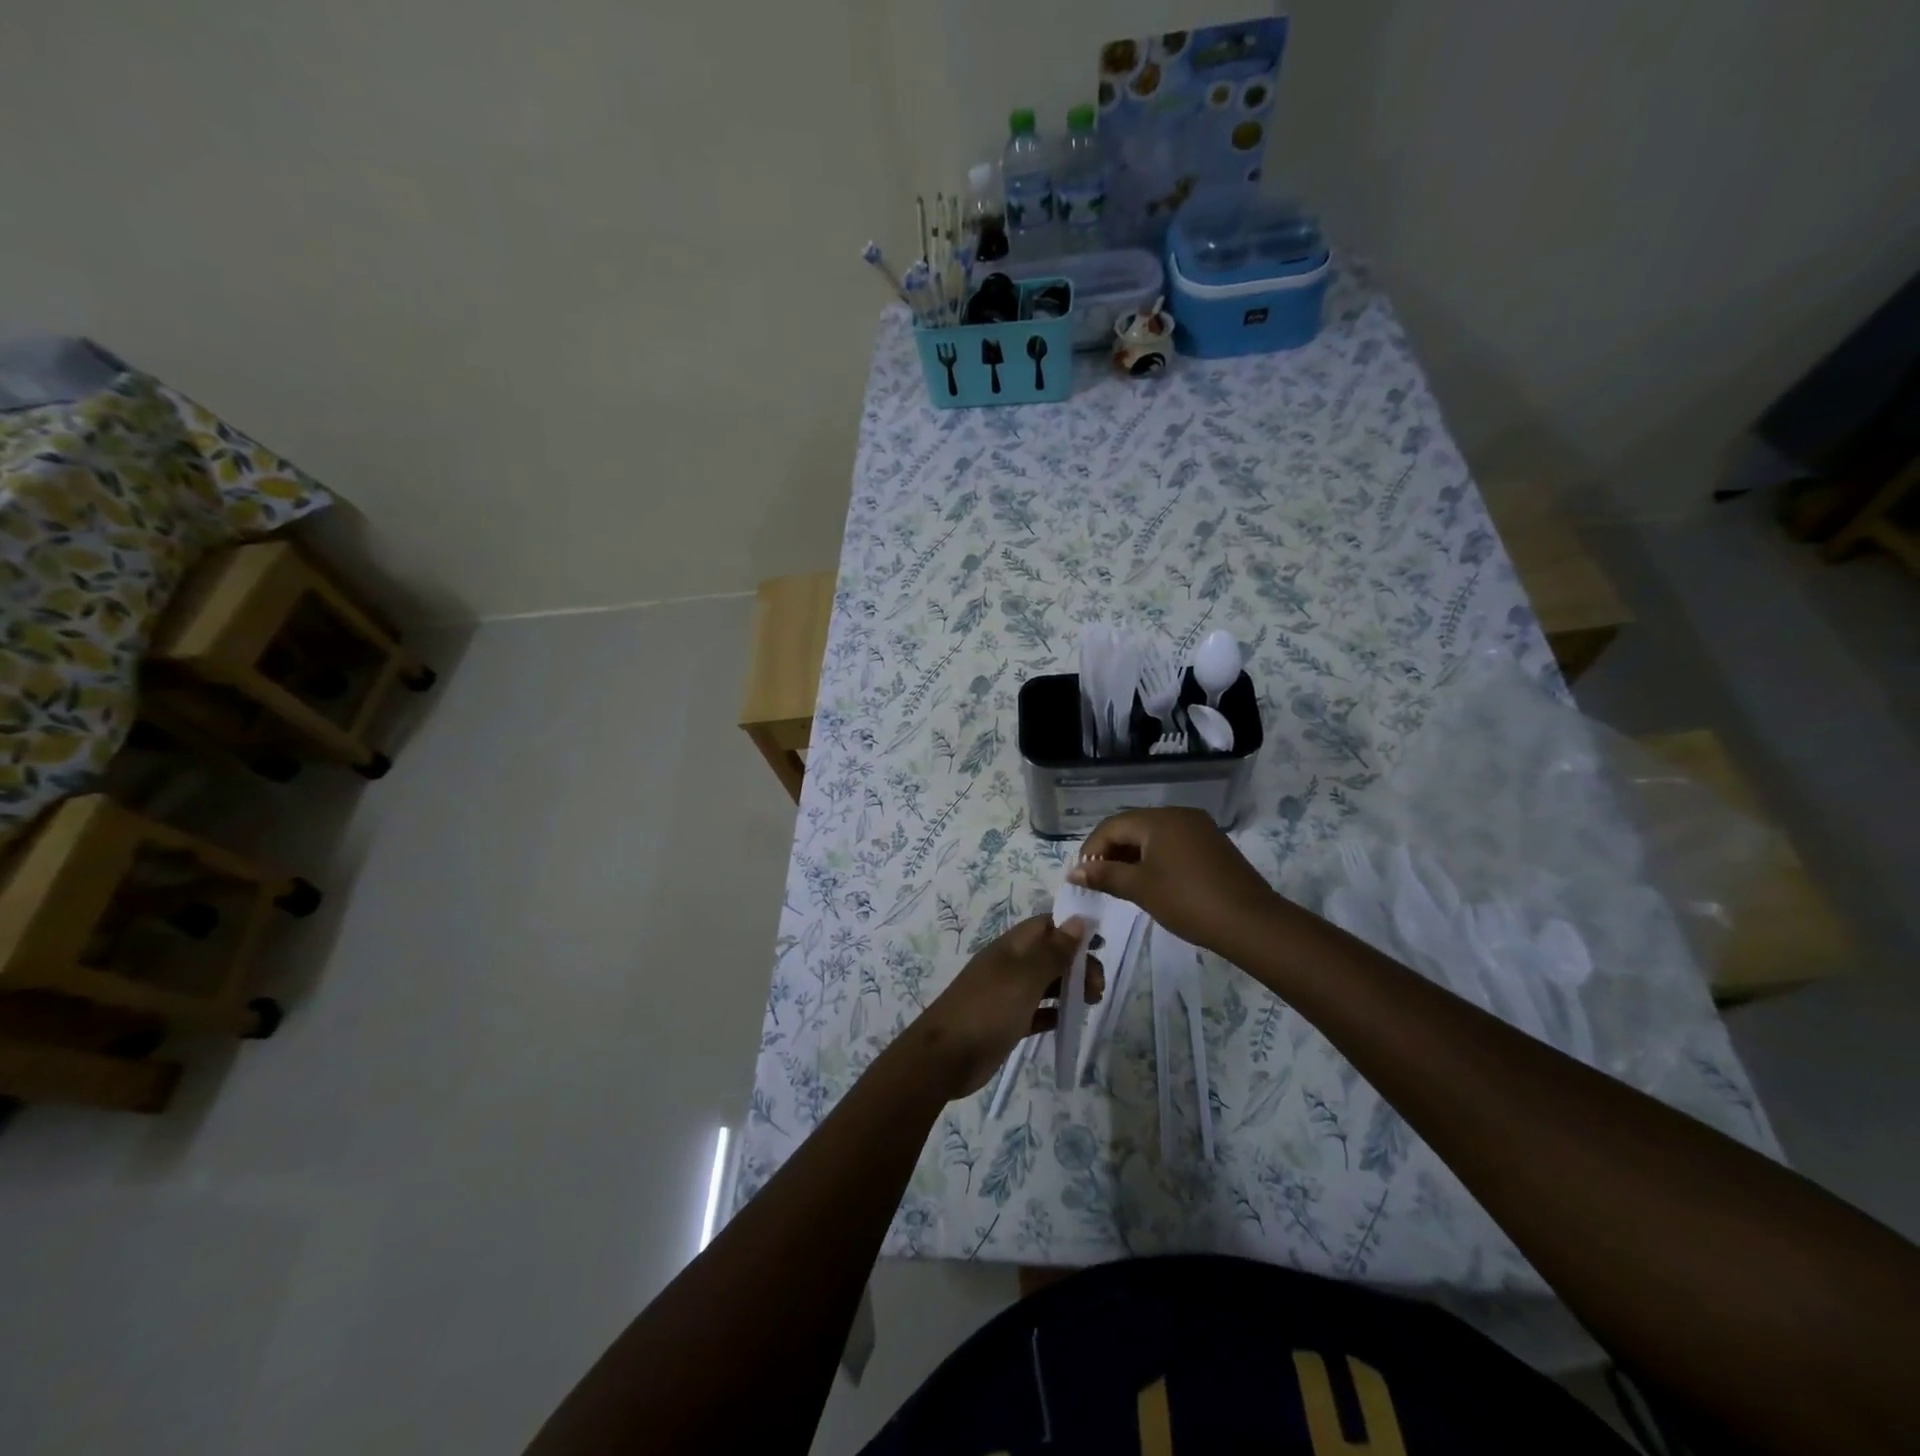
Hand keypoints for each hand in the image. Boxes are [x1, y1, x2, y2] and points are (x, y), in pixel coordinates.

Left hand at [906, 916, 1103, 1099]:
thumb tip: (1077, 921)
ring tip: (1093, 1002)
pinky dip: (1054, 1012)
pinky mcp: (1007, 1022)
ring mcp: (1007, 994)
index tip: (1101, 944)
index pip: (1046, 925)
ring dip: (1070, 987)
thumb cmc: (988, 1008)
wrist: (945, 1056)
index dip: (1073, 929)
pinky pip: (1037, 1011)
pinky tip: (1069, 1021)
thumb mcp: (1025, 977)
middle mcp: (1010, 966)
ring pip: (1046, 983)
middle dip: (1077, 964)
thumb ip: (1053, 951)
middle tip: (1098, 988)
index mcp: (1011, 947)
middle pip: (1050, 954)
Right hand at [1068, 808, 1282, 956]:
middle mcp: (1178, 815)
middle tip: (1098, 881)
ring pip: (1153, 836)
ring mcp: (1199, 828)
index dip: (1091, 849)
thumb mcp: (1140, 888)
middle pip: (1132, 827)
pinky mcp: (1212, 845)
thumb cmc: (1187, 901)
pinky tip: (1152, 882)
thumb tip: (1075, 871)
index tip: (1082, 876)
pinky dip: (1155, 859)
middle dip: (1111, 852)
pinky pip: (1173, 844)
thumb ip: (1104, 875)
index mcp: (1158, 819)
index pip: (1112, 826)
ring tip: (1122, 884)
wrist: (1250, 922)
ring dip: (1132, 856)